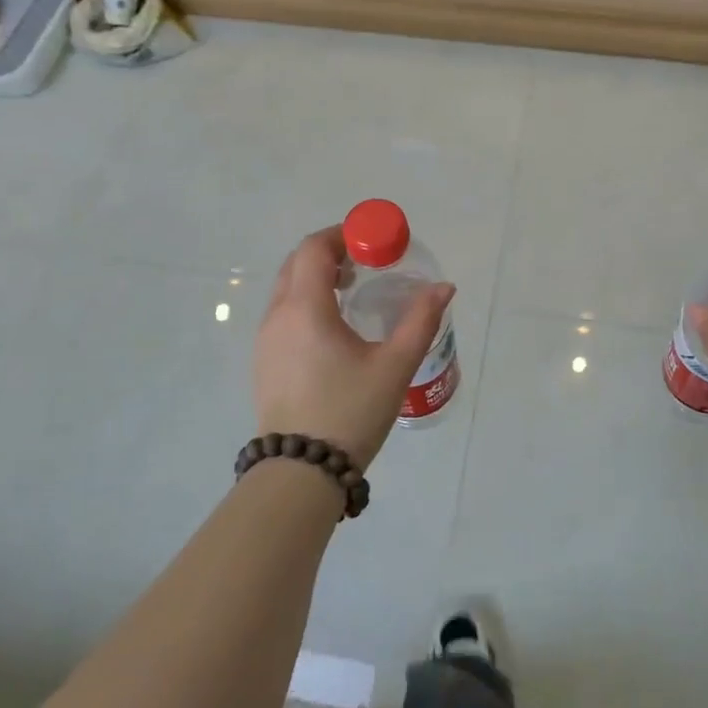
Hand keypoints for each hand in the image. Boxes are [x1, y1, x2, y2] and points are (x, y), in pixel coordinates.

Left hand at [252, 227, 454, 468]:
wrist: (301, 472)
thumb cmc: (350, 412)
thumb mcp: (394, 366)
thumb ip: (420, 321)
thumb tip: (444, 287)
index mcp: (304, 309)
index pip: (314, 249)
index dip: (343, 235)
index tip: (372, 242)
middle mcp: (277, 316)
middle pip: (297, 264)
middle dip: (331, 254)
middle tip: (367, 264)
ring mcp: (265, 340)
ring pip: (287, 290)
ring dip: (317, 279)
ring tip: (354, 294)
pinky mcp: (264, 362)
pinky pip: (283, 314)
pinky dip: (306, 303)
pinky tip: (334, 329)